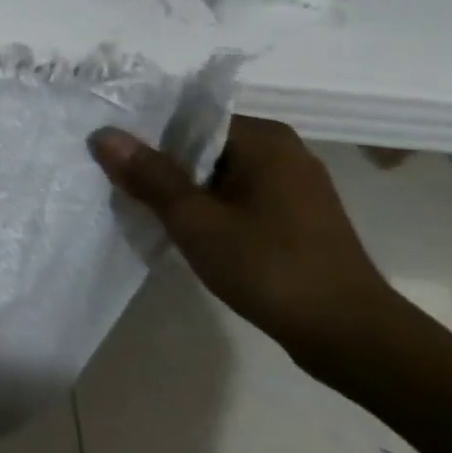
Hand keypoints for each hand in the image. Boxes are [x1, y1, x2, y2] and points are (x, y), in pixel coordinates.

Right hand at [89, 117, 403, 377]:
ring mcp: (292, 185)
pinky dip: (205, 206)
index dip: (146, 135)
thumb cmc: (268, 267)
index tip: (109, 156)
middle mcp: (282, 151)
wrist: (348, 334)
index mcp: (264, 139)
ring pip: (216, 173)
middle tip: (114, 182)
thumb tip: (104, 134)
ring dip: (180, 188)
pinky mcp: (293, 215)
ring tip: (137, 205)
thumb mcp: (196, 221)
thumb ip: (149, 176)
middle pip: (202, 144)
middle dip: (159, 164)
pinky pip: (234, 195)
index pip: (189, 118)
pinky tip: (181, 229)